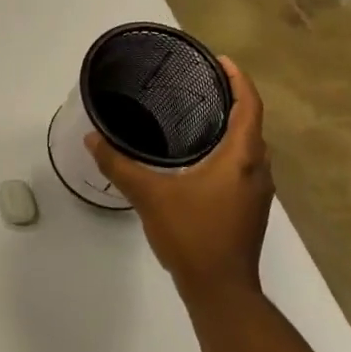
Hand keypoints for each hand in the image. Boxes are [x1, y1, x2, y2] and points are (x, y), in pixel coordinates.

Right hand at [85, 55, 274, 309]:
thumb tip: (92, 138)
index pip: (249, 106)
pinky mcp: (250, 210)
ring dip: (233, 127)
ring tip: (200, 114)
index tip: (220, 60)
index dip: (239, 79)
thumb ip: (119, 164)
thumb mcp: (149, 195)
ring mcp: (257, 193)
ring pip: (250, 148)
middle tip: (202, 84)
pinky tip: (200, 157)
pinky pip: (244, 166)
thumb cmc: (192, 235)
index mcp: (242, 158)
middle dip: (234, 100)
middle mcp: (258, 171)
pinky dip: (229, 150)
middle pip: (252, 124)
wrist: (221, 291)